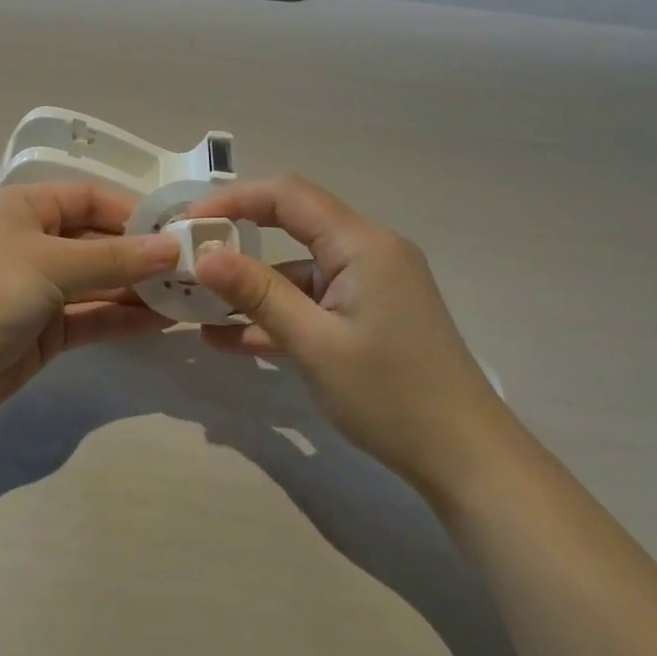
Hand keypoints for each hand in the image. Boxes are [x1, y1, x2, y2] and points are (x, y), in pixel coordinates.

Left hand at [0, 182, 179, 425]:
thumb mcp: (52, 264)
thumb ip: (115, 258)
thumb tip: (172, 248)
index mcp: (25, 207)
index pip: (90, 199)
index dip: (132, 213)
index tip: (176, 232)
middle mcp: (34, 241)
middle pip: (98, 241)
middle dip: (141, 255)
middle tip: (192, 269)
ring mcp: (41, 288)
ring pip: (99, 282)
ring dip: (138, 289)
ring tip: (187, 296)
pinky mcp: (46, 329)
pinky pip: (92, 316)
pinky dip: (123, 318)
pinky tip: (162, 322)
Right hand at [187, 176, 510, 495]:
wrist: (467, 459)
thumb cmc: (391, 395)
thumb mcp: (314, 344)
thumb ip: (257, 294)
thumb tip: (203, 255)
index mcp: (363, 244)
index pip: (289, 196)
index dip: (235, 199)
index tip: (189, 220)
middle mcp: (370, 252)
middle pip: (293, 226)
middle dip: (239, 238)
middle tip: (190, 255)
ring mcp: (372, 285)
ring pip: (300, 269)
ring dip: (254, 286)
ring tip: (198, 304)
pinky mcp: (370, 315)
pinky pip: (315, 301)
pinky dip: (279, 313)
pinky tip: (231, 338)